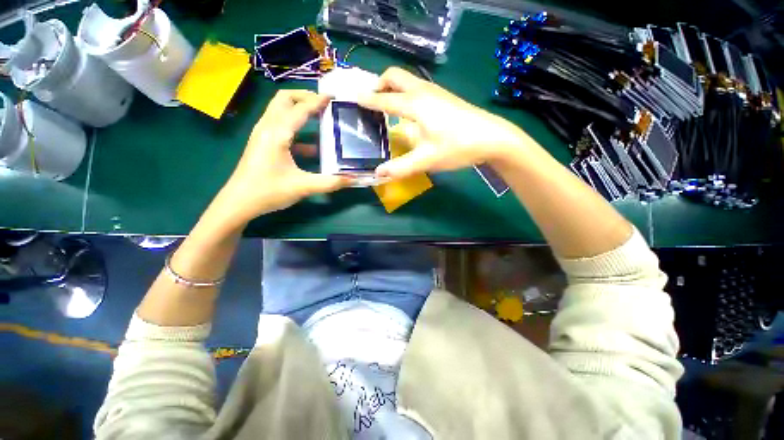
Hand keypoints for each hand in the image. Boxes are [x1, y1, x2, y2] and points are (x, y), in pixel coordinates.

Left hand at [217, 90, 349, 223]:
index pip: (300, 109)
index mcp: (277, 134)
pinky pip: (280, 127)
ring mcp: (262, 135)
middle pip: (283, 99)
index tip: (334, 97)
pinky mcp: (262, 143)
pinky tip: (312, 146)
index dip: (317, 101)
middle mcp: (267, 128)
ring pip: (279, 110)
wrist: (238, 203)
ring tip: (320, 117)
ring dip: (299, 109)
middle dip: (304, 97)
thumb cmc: (268, 192)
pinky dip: (296, 128)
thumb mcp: (303, 187)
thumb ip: (330, 182)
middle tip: (324, 104)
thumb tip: (353, 179)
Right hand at [358, 67, 530, 179]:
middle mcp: (423, 92)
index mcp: (415, 104)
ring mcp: (435, 92)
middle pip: (395, 76)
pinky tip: (408, 113)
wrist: (492, 138)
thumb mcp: (426, 160)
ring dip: (392, 88)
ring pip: (407, 80)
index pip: (384, 99)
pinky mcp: (444, 98)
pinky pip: (417, 88)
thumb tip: (378, 174)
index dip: (367, 100)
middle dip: (379, 85)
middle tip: (372, 102)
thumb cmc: (458, 147)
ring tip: (385, 107)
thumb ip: (400, 167)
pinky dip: (405, 94)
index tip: (352, 100)